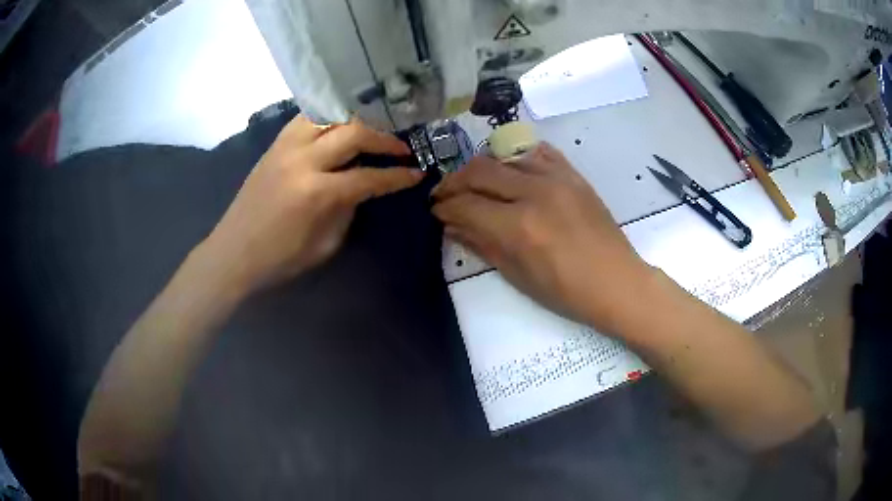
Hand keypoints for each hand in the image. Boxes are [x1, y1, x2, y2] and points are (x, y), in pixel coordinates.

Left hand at [199, 115, 422, 295]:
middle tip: (401, 149)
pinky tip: (338, 128)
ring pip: (330, 117)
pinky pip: (307, 119)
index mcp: (317, 193)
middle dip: (384, 140)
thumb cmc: (279, 259)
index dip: (398, 176)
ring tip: (371, 132)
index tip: (418, 172)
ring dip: (357, 122)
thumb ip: (348, 210)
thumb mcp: (325, 244)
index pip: (369, 176)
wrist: (233, 252)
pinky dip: (329, 120)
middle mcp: (303, 160)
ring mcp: (285, 147)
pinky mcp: (274, 144)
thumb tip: (362, 187)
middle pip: (354, 133)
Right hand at [432, 143, 651, 332]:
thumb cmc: (566, 292)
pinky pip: (537, 152)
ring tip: (474, 184)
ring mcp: (556, 178)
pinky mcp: (573, 175)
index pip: (466, 204)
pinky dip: (516, 157)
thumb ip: (482, 245)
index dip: (444, 207)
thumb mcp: (518, 275)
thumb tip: (451, 226)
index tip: (435, 211)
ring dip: (481, 168)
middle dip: (454, 182)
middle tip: (445, 195)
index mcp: (519, 226)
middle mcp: (534, 193)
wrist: (617, 281)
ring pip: (504, 156)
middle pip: (479, 171)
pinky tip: (509, 170)